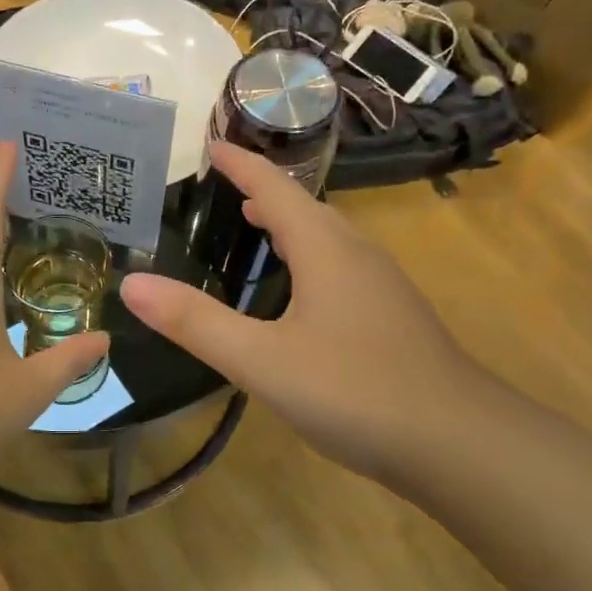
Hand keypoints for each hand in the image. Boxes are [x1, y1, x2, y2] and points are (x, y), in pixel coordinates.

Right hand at [119, 143, 487, 484]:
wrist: (459, 444)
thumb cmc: (355, 392)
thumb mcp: (262, 360)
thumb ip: (196, 323)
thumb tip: (132, 284)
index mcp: (326, 249)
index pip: (275, 190)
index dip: (242, 166)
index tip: (211, 146)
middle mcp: (358, 255)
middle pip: (306, 208)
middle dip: (264, 192)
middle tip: (226, 188)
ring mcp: (383, 287)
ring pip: (329, 238)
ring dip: (291, 224)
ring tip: (257, 227)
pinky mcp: (394, 318)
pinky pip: (342, 267)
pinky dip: (310, 257)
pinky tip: (301, 293)